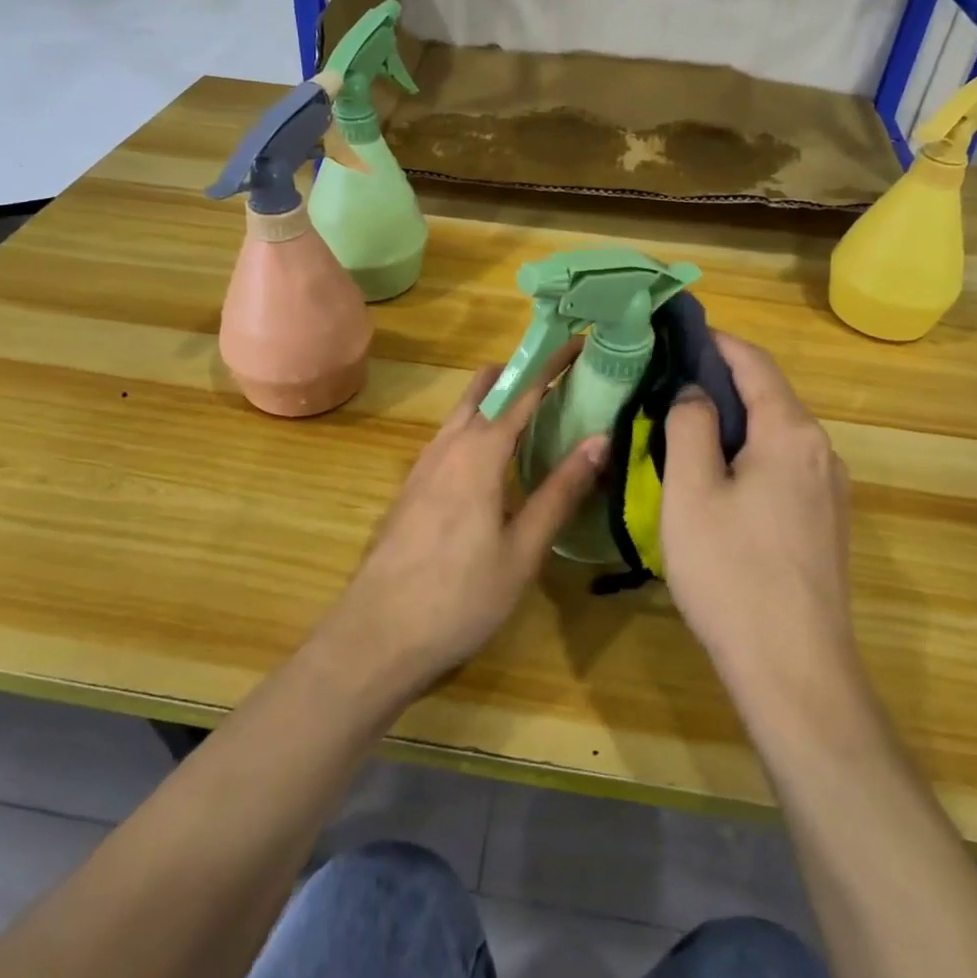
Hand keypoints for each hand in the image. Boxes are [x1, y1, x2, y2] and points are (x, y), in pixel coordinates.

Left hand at [320, 343, 607, 700]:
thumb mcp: (524, 550)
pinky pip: (451, 436)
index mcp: (480, 452)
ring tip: (537, 415)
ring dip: (498, 399)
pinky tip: (496, 461)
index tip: (579, 342)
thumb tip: (600, 438)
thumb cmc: (460, 596)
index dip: (552, 363)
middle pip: (485, 388)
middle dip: (521, 373)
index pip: (523, 391)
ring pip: (464, 411)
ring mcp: (424, 464)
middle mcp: (448, 445)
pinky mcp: (412, 486)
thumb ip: (561, 491)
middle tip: (561, 380)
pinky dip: (479, 426)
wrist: (376, 635)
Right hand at [659, 333, 858, 698]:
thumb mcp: (690, 493)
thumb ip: (690, 427)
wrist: (796, 671)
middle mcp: (820, 451)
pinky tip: (719, 478)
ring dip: (735, 420)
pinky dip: (750, 453)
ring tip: (686, 427)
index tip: (679, 330)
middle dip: (722, 381)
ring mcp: (830, 491)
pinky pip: (784, 467)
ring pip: (777, 434)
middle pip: (769, 396)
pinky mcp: (827, 524)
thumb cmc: (731, 574)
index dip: (717, 340)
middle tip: (669, 382)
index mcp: (790, 433)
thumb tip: (696, 393)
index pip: (754, 363)